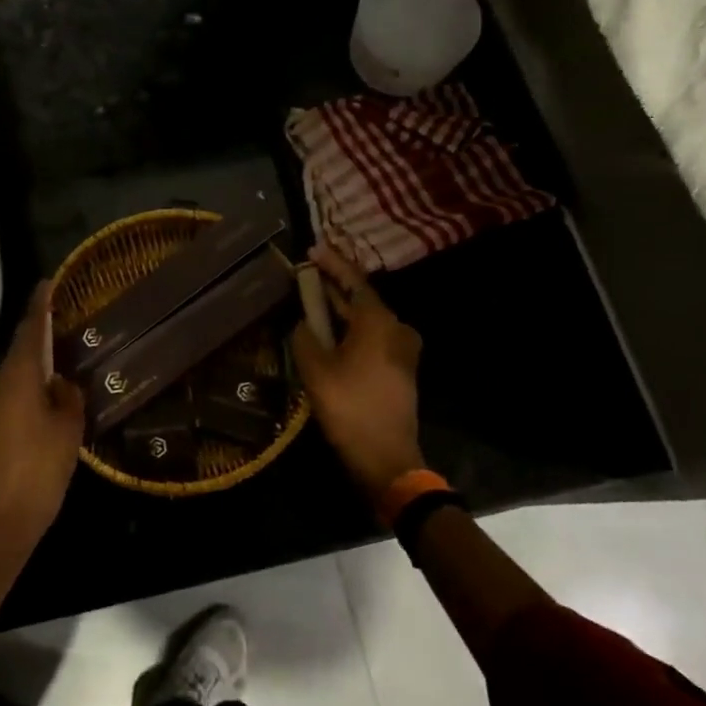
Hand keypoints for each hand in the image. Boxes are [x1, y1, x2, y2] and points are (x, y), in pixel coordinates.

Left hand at [0, 281, 86, 556]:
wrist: (2, 519)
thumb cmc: (40, 468)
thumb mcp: (69, 428)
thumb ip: (68, 395)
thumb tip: (61, 382)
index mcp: (16, 375)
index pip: (30, 328)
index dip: (40, 304)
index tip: (48, 282)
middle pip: (21, 350)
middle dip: (42, 337)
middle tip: (69, 327)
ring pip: (16, 373)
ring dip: (36, 366)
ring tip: (65, 362)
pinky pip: (11, 392)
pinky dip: (28, 387)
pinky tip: (49, 393)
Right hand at [290, 246, 424, 499]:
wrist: (385, 456)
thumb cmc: (349, 406)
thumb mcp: (315, 369)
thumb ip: (305, 336)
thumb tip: (304, 324)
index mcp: (378, 321)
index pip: (352, 281)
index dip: (331, 264)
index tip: (313, 248)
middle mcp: (396, 328)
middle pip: (360, 299)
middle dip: (333, 286)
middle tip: (307, 274)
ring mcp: (402, 350)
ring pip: (365, 320)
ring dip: (340, 310)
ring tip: (312, 301)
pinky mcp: (399, 368)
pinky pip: (371, 338)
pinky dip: (350, 330)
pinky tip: (329, 333)